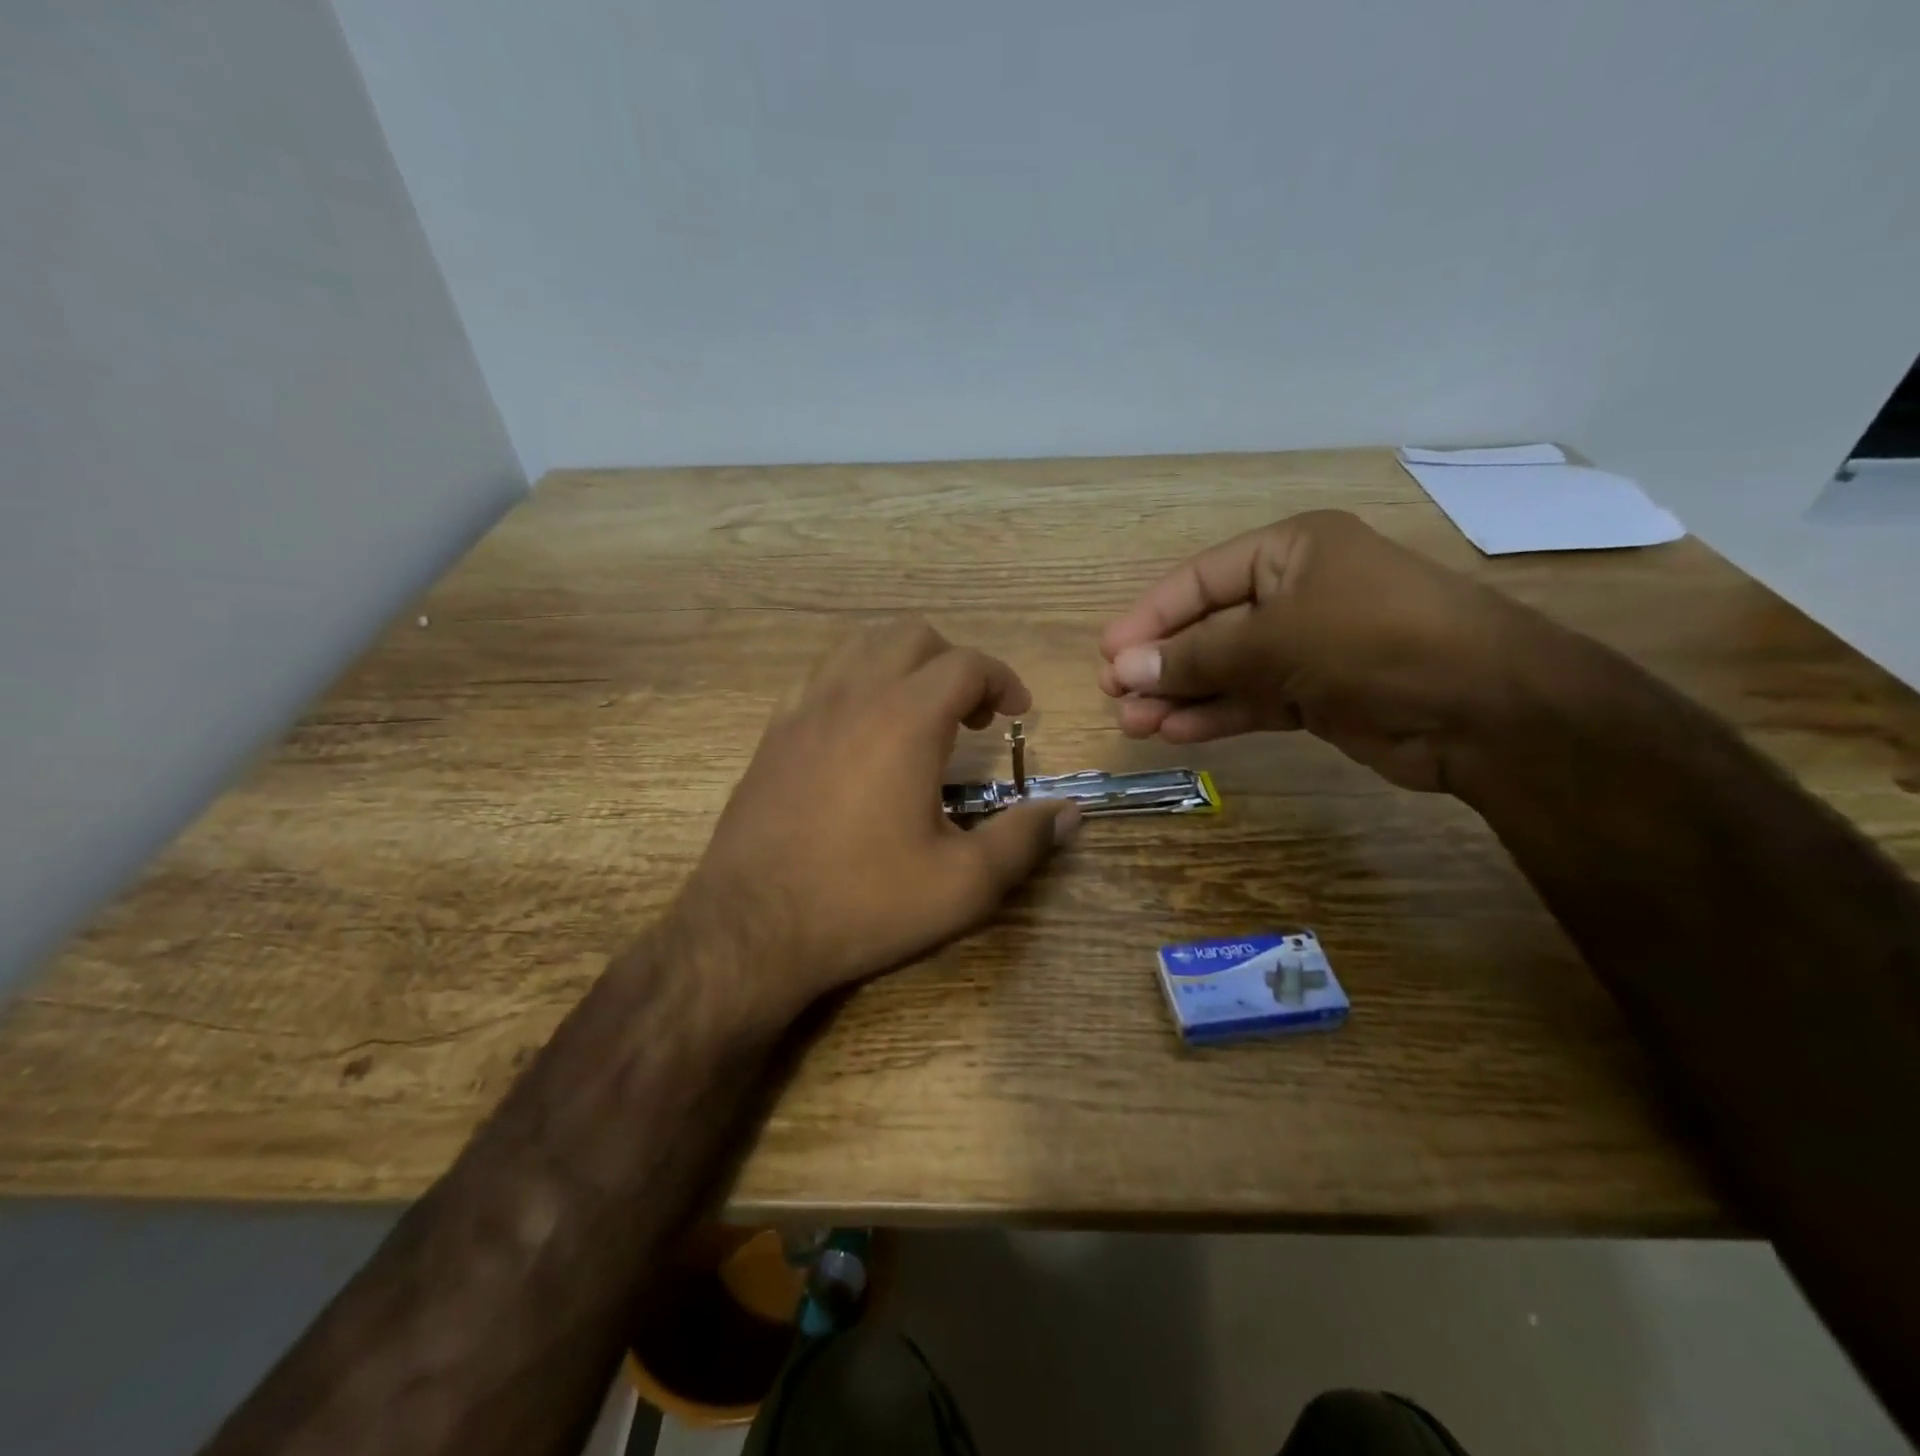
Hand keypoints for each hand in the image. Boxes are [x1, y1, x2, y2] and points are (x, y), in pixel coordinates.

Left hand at [681, 619, 1080, 1022]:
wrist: (751, 928)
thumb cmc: (864, 901)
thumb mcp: (963, 885)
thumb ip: (1023, 841)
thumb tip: (1069, 812)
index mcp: (906, 720)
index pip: (967, 664)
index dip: (1003, 680)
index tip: (1018, 715)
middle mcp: (854, 696)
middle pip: (913, 637)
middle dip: (955, 664)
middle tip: (972, 717)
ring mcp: (805, 709)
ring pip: (860, 646)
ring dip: (902, 664)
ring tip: (919, 714)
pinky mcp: (773, 732)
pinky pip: (820, 676)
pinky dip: (855, 682)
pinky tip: (861, 732)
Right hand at [1098, 510, 1555, 792]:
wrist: (1485, 710)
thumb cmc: (1376, 640)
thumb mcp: (1277, 640)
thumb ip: (1198, 657)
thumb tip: (1123, 670)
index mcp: (1290, 551)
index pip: (1200, 581)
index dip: (1150, 617)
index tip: (1109, 654)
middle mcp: (1295, 592)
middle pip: (1208, 627)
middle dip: (1162, 663)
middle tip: (1115, 696)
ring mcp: (1307, 647)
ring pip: (1226, 670)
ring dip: (1180, 696)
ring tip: (1133, 723)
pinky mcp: (1316, 695)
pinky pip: (1251, 701)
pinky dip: (1215, 715)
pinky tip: (1174, 732)